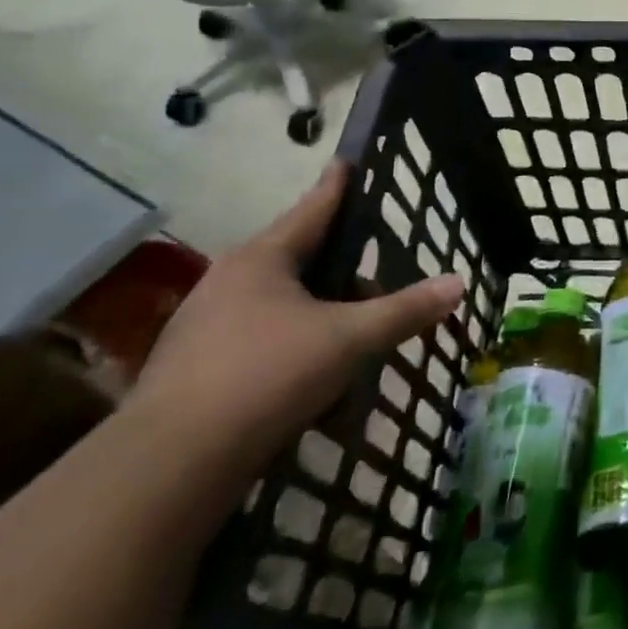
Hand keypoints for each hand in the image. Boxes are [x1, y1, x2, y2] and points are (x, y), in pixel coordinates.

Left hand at [128, 163, 463, 494]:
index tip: (346, 162)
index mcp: (262, 260)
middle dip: (344, 282)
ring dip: (323, 328)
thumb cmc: (268, 376)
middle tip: (376, 301)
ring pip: (284, 311)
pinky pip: (263, 348)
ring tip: (351, 361)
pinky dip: (295, 361)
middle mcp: (229, 283)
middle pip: (302, 265)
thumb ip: (404, 310)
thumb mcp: (350, 339)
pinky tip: (316, 399)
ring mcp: (205, 328)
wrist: (169, 466)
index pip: (313, 209)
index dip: (337, 186)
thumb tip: (457, 284)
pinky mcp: (195, 371)